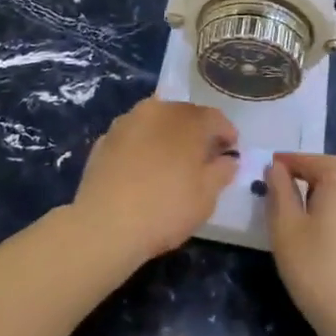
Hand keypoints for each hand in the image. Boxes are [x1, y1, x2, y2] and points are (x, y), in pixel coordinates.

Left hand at [72, 98, 238, 262]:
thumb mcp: (206, 197)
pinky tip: (143, 169)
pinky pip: (133, 137)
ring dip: (167, 135)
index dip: (226, 133)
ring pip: (155, 122)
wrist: (105, 224)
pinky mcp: (104, 139)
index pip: (215, 117)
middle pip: (184, 114)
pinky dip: (143, 146)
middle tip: (203, 156)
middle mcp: (157, 110)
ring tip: (171, 161)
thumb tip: (228, 159)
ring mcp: (127, 122)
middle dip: (196, 131)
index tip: (231, 151)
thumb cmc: (165, 209)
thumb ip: (222, 172)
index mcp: (187, 120)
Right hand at [267, 153, 335, 335]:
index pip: (302, 160)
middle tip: (282, 210)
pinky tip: (331, 239)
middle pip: (325, 171)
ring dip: (323, 199)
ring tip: (306, 228)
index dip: (280, 170)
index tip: (263, 184)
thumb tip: (275, 167)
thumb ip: (277, 189)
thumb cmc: (319, 271)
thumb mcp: (285, 228)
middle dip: (303, 185)